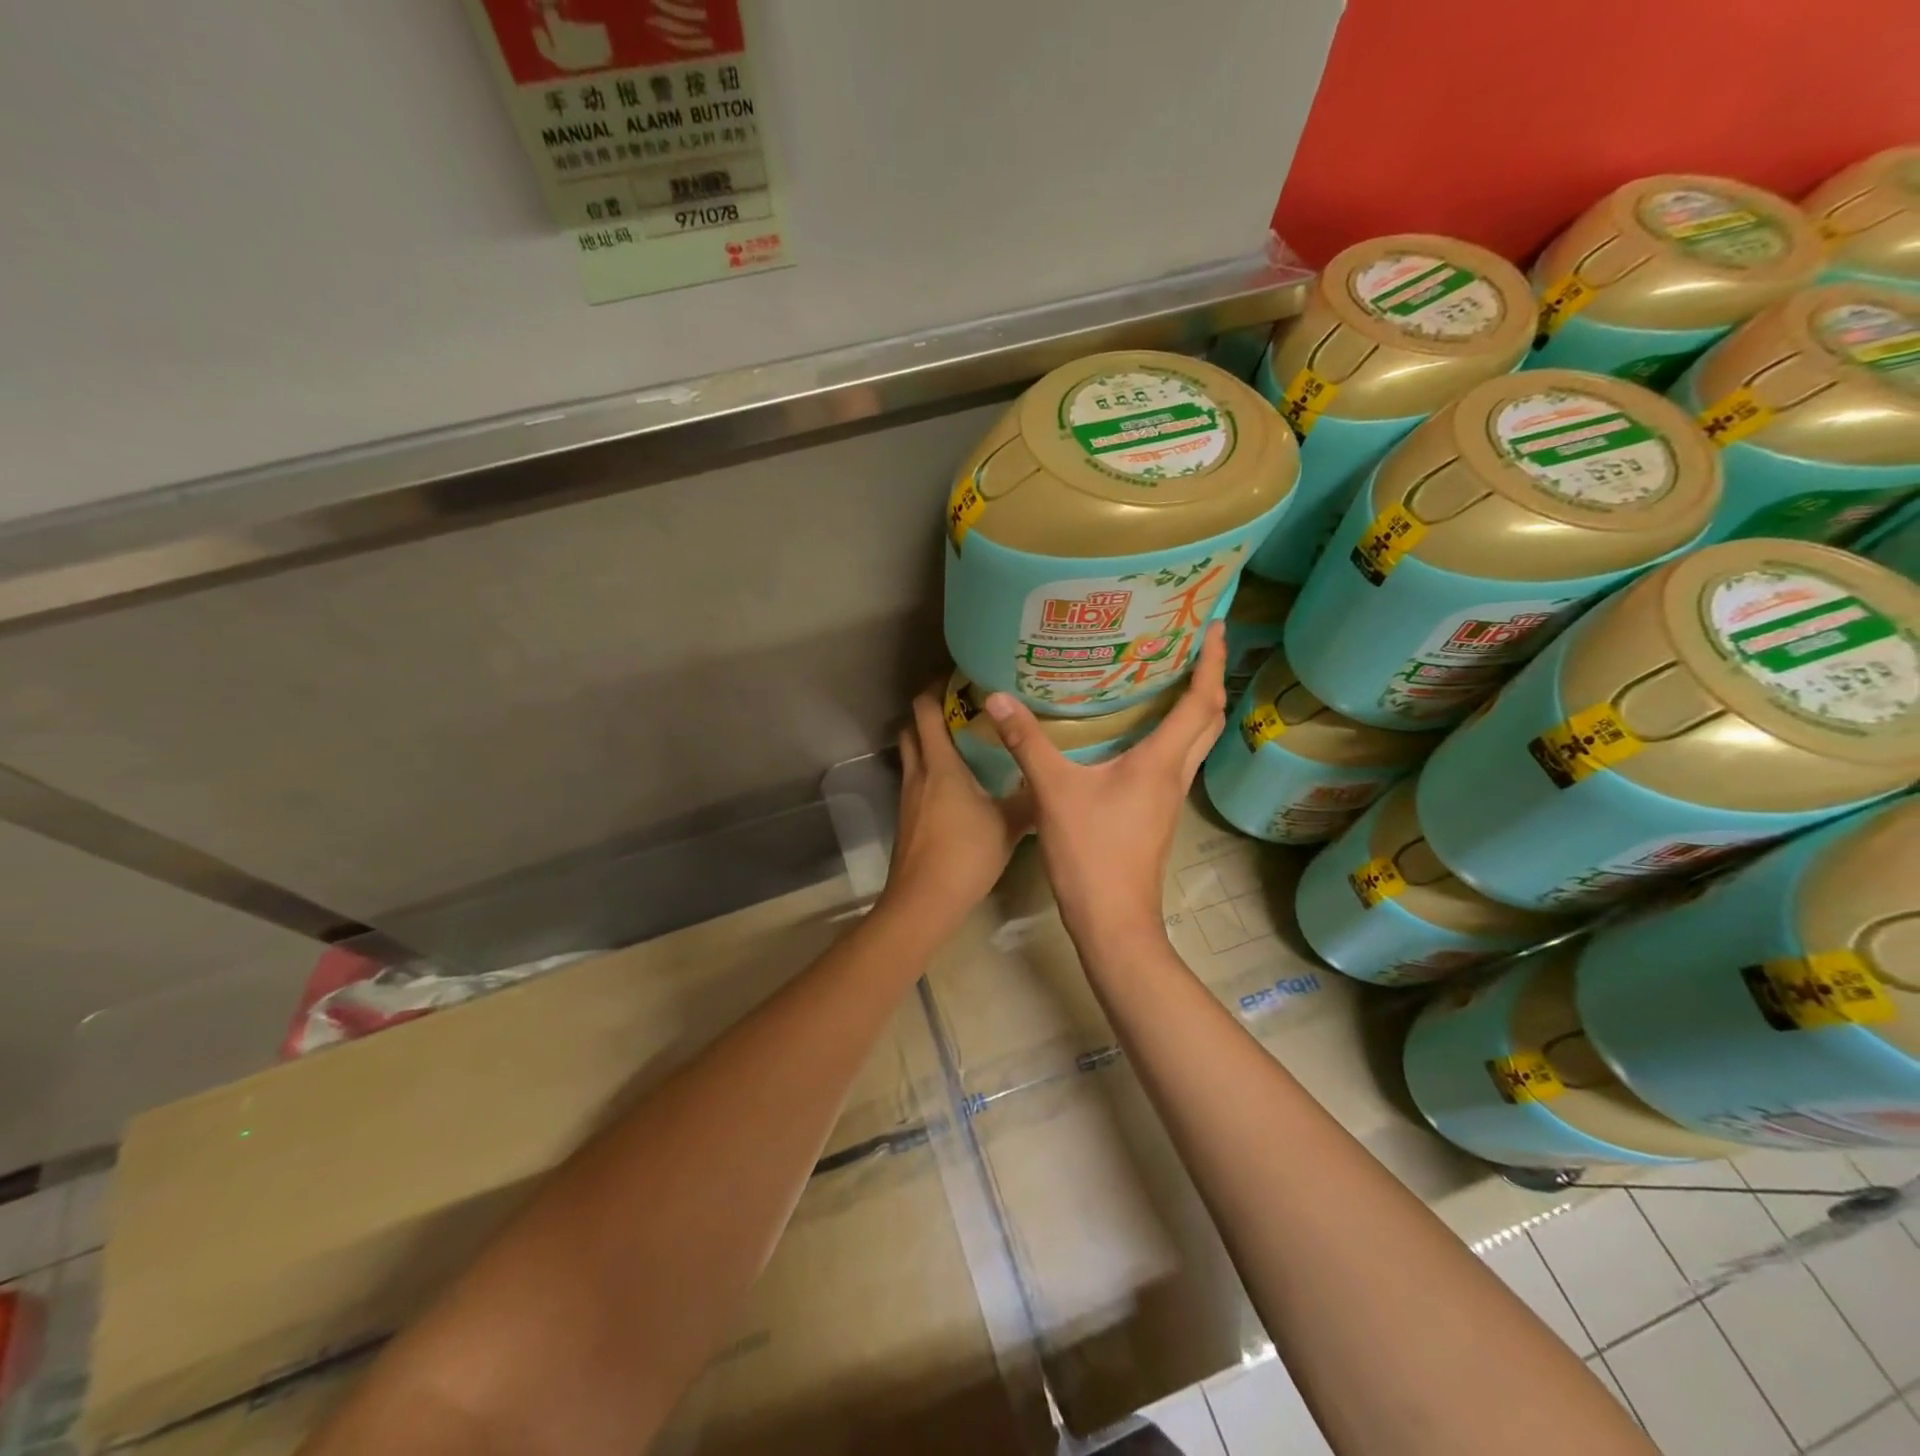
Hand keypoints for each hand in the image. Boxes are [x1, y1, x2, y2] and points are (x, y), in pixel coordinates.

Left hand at [880, 689, 1034, 934]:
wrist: (924, 901)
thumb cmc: (966, 855)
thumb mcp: (1008, 825)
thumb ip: (1031, 800)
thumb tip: (1053, 782)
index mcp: (940, 765)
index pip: (925, 710)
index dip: (936, 687)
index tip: (960, 677)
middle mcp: (918, 773)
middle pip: (911, 726)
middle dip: (931, 711)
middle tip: (964, 707)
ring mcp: (908, 796)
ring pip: (912, 754)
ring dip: (929, 741)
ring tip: (965, 740)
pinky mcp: (907, 818)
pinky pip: (916, 779)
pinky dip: (931, 770)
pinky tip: (958, 784)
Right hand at [983, 624, 1227, 955]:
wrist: (1113, 921)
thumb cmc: (1092, 854)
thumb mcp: (1054, 792)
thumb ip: (1027, 743)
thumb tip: (997, 697)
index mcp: (1161, 762)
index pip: (1200, 702)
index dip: (1210, 662)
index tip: (1213, 625)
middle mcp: (1175, 775)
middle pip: (1209, 719)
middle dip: (1209, 678)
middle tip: (1193, 644)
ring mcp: (1169, 797)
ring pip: (1194, 742)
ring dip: (1193, 707)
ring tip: (1168, 677)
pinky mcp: (1156, 813)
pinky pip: (1174, 762)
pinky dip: (1170, 735)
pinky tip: (1138, 733)